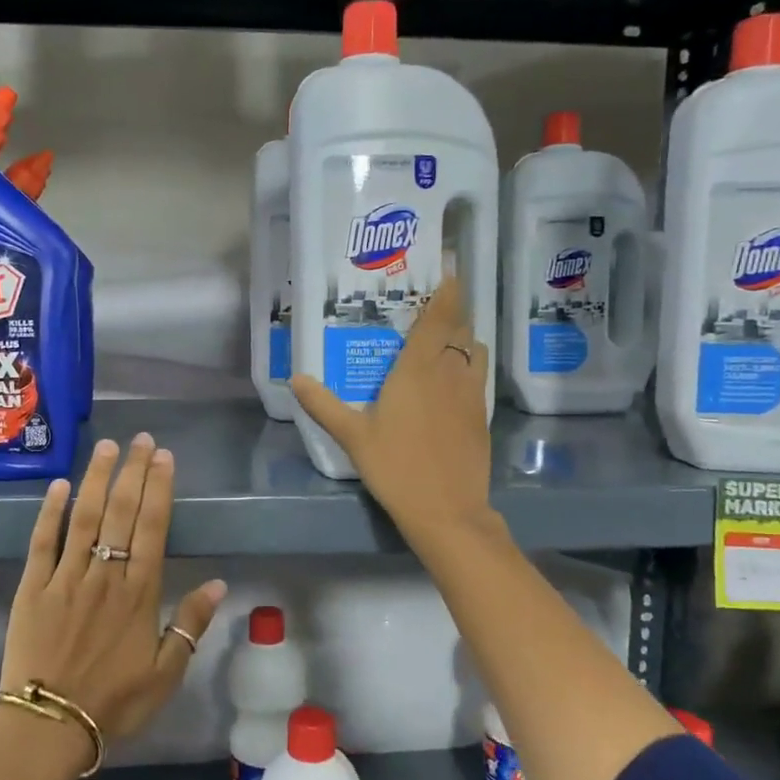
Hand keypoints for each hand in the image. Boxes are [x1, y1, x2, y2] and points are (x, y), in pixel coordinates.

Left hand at [0, 434, 226, 757]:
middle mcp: (105, 574)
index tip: (163, 457)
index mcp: (139, 592)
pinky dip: (51, 511)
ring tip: (106, 446)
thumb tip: (219, 583)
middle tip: (140, 439)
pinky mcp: (32, 587)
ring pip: (84, 517)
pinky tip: (59, 484)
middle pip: (121, 512)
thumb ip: (191, 625)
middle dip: (132, 472)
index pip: (152, 527)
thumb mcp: (166, 673)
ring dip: (96, 478)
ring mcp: (66, 577)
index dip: (159, 488)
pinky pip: (42, 542)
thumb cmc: (113, 701)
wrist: (49, 726)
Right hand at [290, 279, 493, 541]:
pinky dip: (469, 365)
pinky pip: (479, 376)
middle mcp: (451, 372)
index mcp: (419, 369)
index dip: (448, 290)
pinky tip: (452, 380)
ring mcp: (472, 394)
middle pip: (460, 329)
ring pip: (474, 351)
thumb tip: (296, 379)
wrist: (447, 511)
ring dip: (463, 338)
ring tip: (443, 339)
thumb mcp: (353, 436)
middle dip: (452, 311)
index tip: (449, 269)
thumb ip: (324, 405)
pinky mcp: (483, 416)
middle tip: (432, 303)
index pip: (439, 317)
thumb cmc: (396, 468)